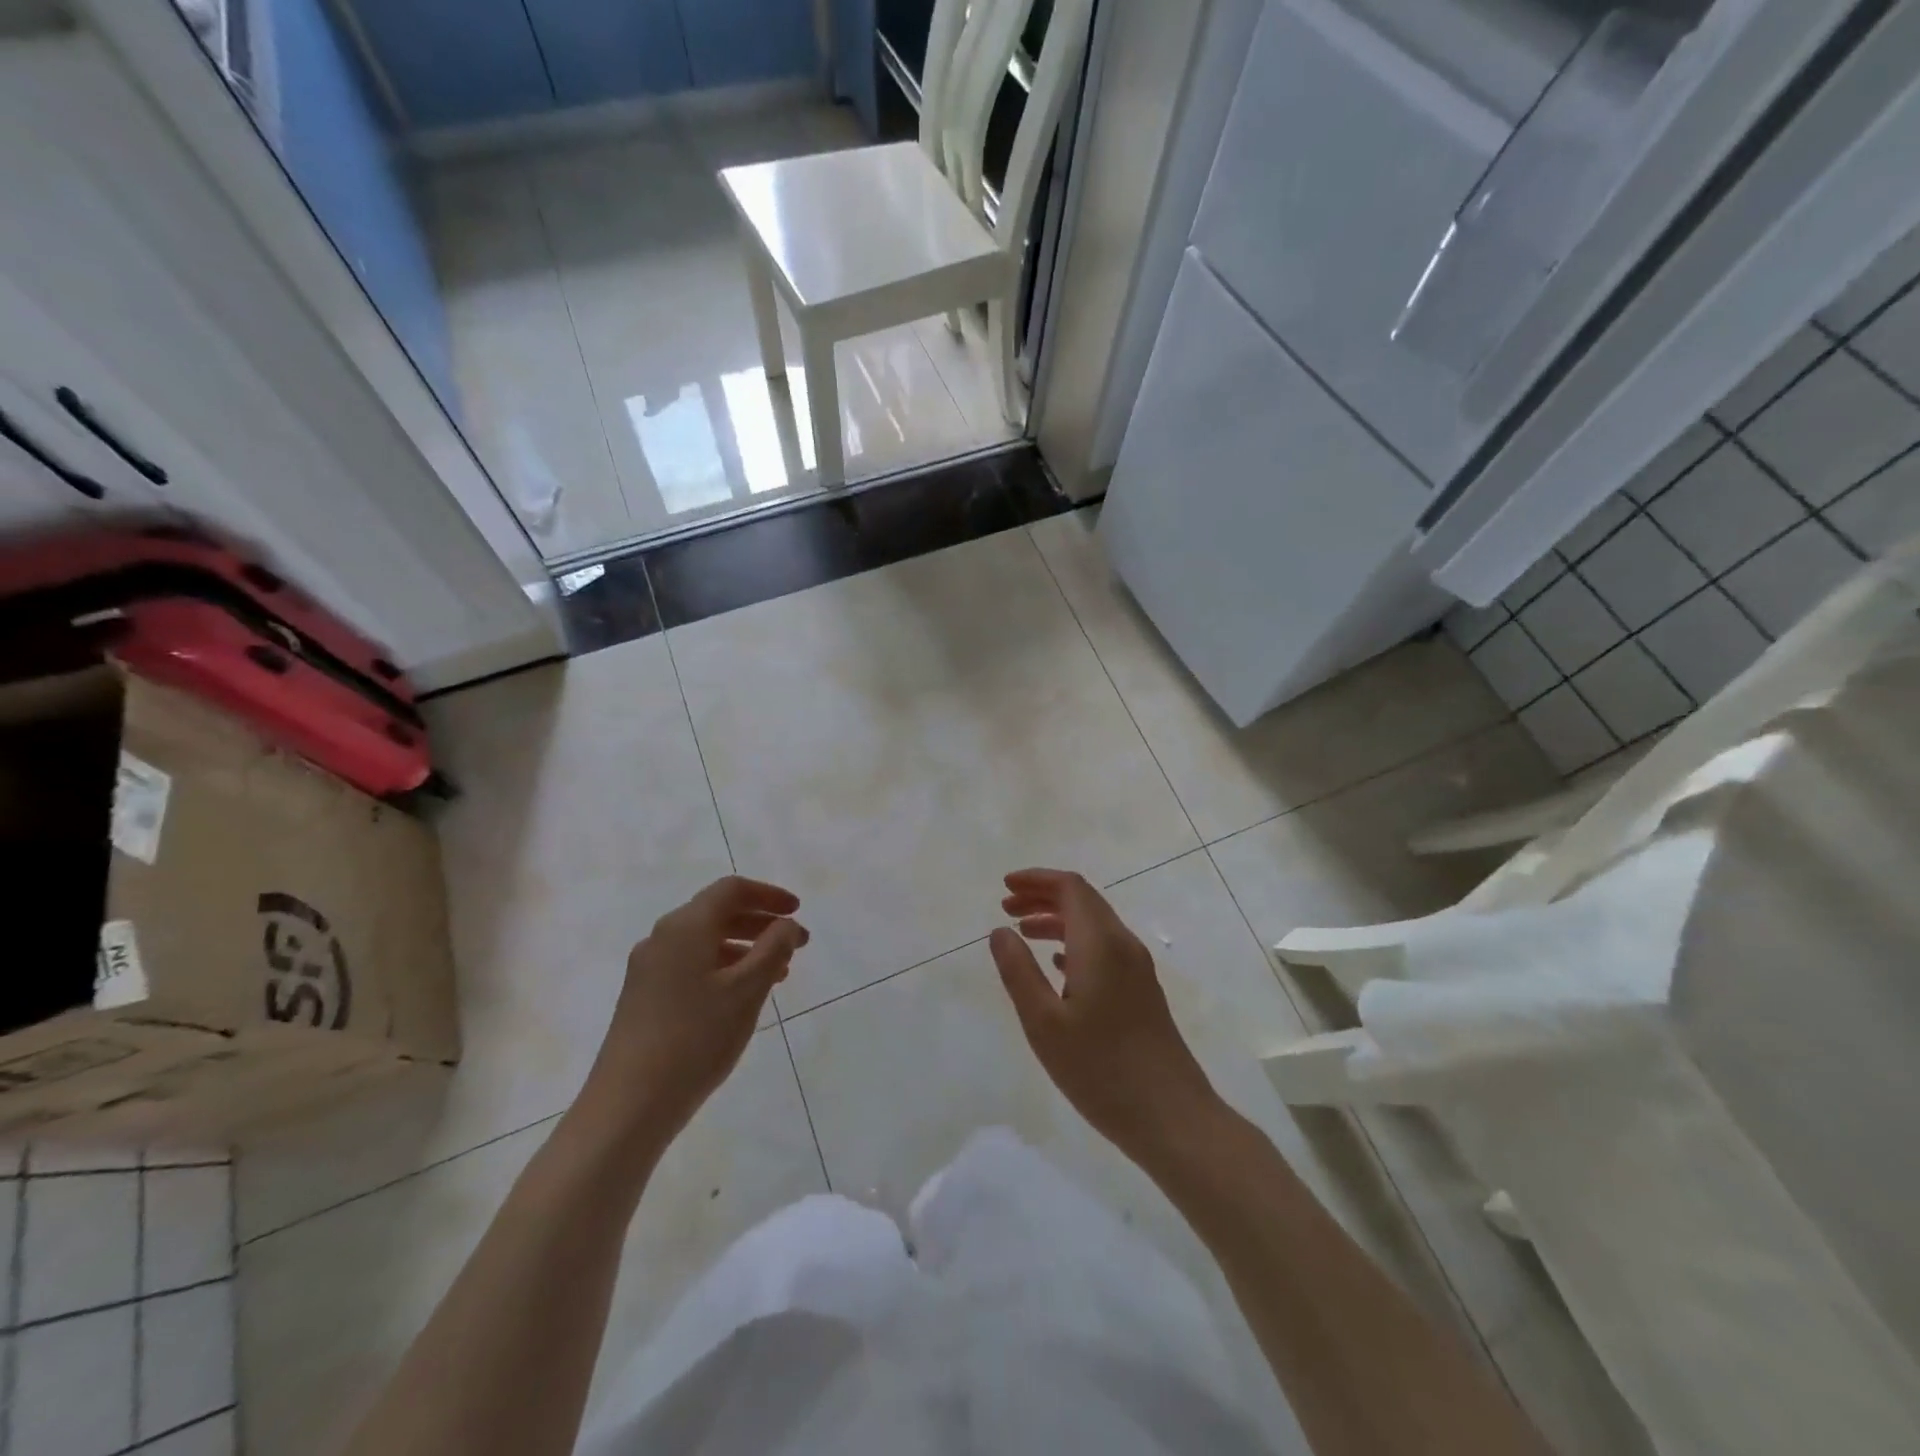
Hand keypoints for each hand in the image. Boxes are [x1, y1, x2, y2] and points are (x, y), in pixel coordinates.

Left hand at [577, 876, 807, 1154]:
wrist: (628, 1105)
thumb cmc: (696, 1039)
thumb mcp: (747, 990)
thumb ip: (774, 949)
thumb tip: (786, 924)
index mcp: (685, 926)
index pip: (731, 890)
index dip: (768, 895)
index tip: (798, 911)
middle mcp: (662, 938)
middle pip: (717, 912)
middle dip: (760, 923)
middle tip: (797, 944)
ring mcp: (648, 969)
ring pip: (705, 942)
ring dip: (744, 948)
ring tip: (777, 974)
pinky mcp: (643, 997)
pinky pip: (691, 965)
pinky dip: (723, 968)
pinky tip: (741, 996)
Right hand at [990, 868, 1222, 1170]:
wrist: (1173, 1118)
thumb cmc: (1101, 1070)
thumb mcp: (1044, 1023)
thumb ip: (1018, 972)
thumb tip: (1000, 931)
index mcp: (1100, 943)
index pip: (1070, 888)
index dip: (1036, 880)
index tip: (1004, 886)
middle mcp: (1122, 945)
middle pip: (1083, 900)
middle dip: (1043, 896)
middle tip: (1006, 907)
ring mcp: (1137, 969)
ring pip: (1094, 924)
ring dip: (1057, 920)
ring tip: (1022, 934)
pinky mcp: (1142, 991)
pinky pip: (1104, 948)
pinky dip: (1074, 943)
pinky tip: (1056, 966)